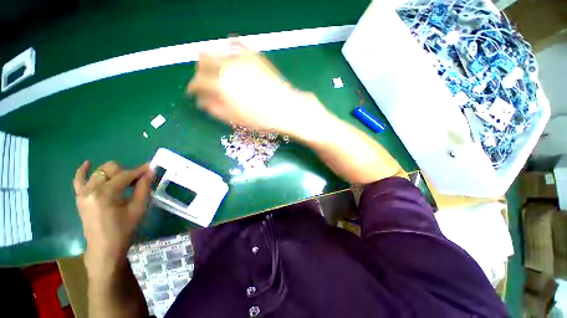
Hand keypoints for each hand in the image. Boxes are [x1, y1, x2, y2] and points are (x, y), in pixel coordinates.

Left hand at [73, 161, 152, 276]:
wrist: (104, 247)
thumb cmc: (124, 229)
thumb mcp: (138, 208)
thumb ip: (143, 187)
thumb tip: (150, 172)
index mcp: (105, 194)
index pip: (124, 175)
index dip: (139, 170)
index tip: (151, 167)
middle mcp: (91, 189)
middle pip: (110, 169)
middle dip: (126, 172)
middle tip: (136, 182)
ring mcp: (82, 193)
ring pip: (99, 172)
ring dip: (113, 173)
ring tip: (123, 182)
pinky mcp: (79, 197)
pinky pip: (78, 179)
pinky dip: (83, 170)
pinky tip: (88, 163)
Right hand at [187, 42, 329, 136]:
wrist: (286, 108)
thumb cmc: (261, 118)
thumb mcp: (234, 119)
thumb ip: (213, 108)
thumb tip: (201, 100)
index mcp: (220, 83)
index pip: (197, 81)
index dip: (193, 88)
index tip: (195, 94)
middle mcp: (227, 65)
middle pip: (203, 60)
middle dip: (201, 72)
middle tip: (207, 83)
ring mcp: (242, 57)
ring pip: (217, 50)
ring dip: (213, 61)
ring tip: (219, 74)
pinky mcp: (254, 55)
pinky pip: (235, 45)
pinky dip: (229, 51)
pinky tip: (232, 61)